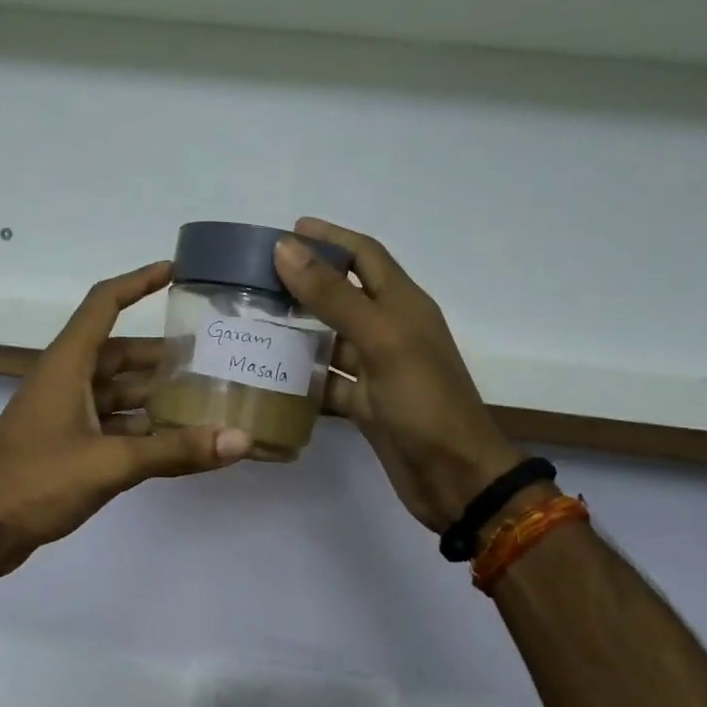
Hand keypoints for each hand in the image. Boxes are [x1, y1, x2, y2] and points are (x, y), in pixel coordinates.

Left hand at [0, 261, 251, 578]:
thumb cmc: (36, 481)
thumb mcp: (110, 463)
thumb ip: (174, 450)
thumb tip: (240, 438)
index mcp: (66, 365)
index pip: (104, 305)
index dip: (138, 283)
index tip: (175, 270)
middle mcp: (65, 381)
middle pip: (118, 354)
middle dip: (161, 355)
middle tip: (211, 357)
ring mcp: (63, 415)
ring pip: (116, 394)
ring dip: (154, 396)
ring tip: (203, 400)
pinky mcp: (64, 446)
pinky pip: (110, 425)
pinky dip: (140, 430)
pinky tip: (173, 442)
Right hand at [274, 219, 524, 532]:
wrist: (454, 477)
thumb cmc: (424, 402)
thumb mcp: (381, 340)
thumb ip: (334, 296)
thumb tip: (286, 248)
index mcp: (403, 305)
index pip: (365, 255)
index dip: (330, 238)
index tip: (288, 229)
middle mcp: (390, 330)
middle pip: (343, 293)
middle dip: (305, 280)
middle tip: (256, 276)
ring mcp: (376, 369)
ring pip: (330, 337)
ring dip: (296, 327)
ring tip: (252, 319)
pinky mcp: (364, 403)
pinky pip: (327, 379)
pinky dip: (301, 374)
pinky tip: (268, 372)